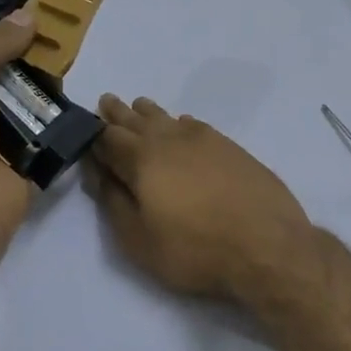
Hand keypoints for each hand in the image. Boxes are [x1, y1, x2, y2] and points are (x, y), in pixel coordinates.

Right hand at [84, 95, 312, 300]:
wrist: (268, 246)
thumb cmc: (195, 249)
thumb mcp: (139, 240)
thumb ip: (114, 203)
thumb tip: (98, 174)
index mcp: (142, 159)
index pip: (108, 139)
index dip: (93, 134)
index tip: (82, 127)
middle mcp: (171, 139)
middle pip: (137, 121)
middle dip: (118, 114)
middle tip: (106, 101)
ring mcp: (206, 141)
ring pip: (169, 119)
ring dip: (149, 113)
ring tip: (138, 106)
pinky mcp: (233, 148)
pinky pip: (197, 126)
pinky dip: (182, 123)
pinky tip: (183, 124)